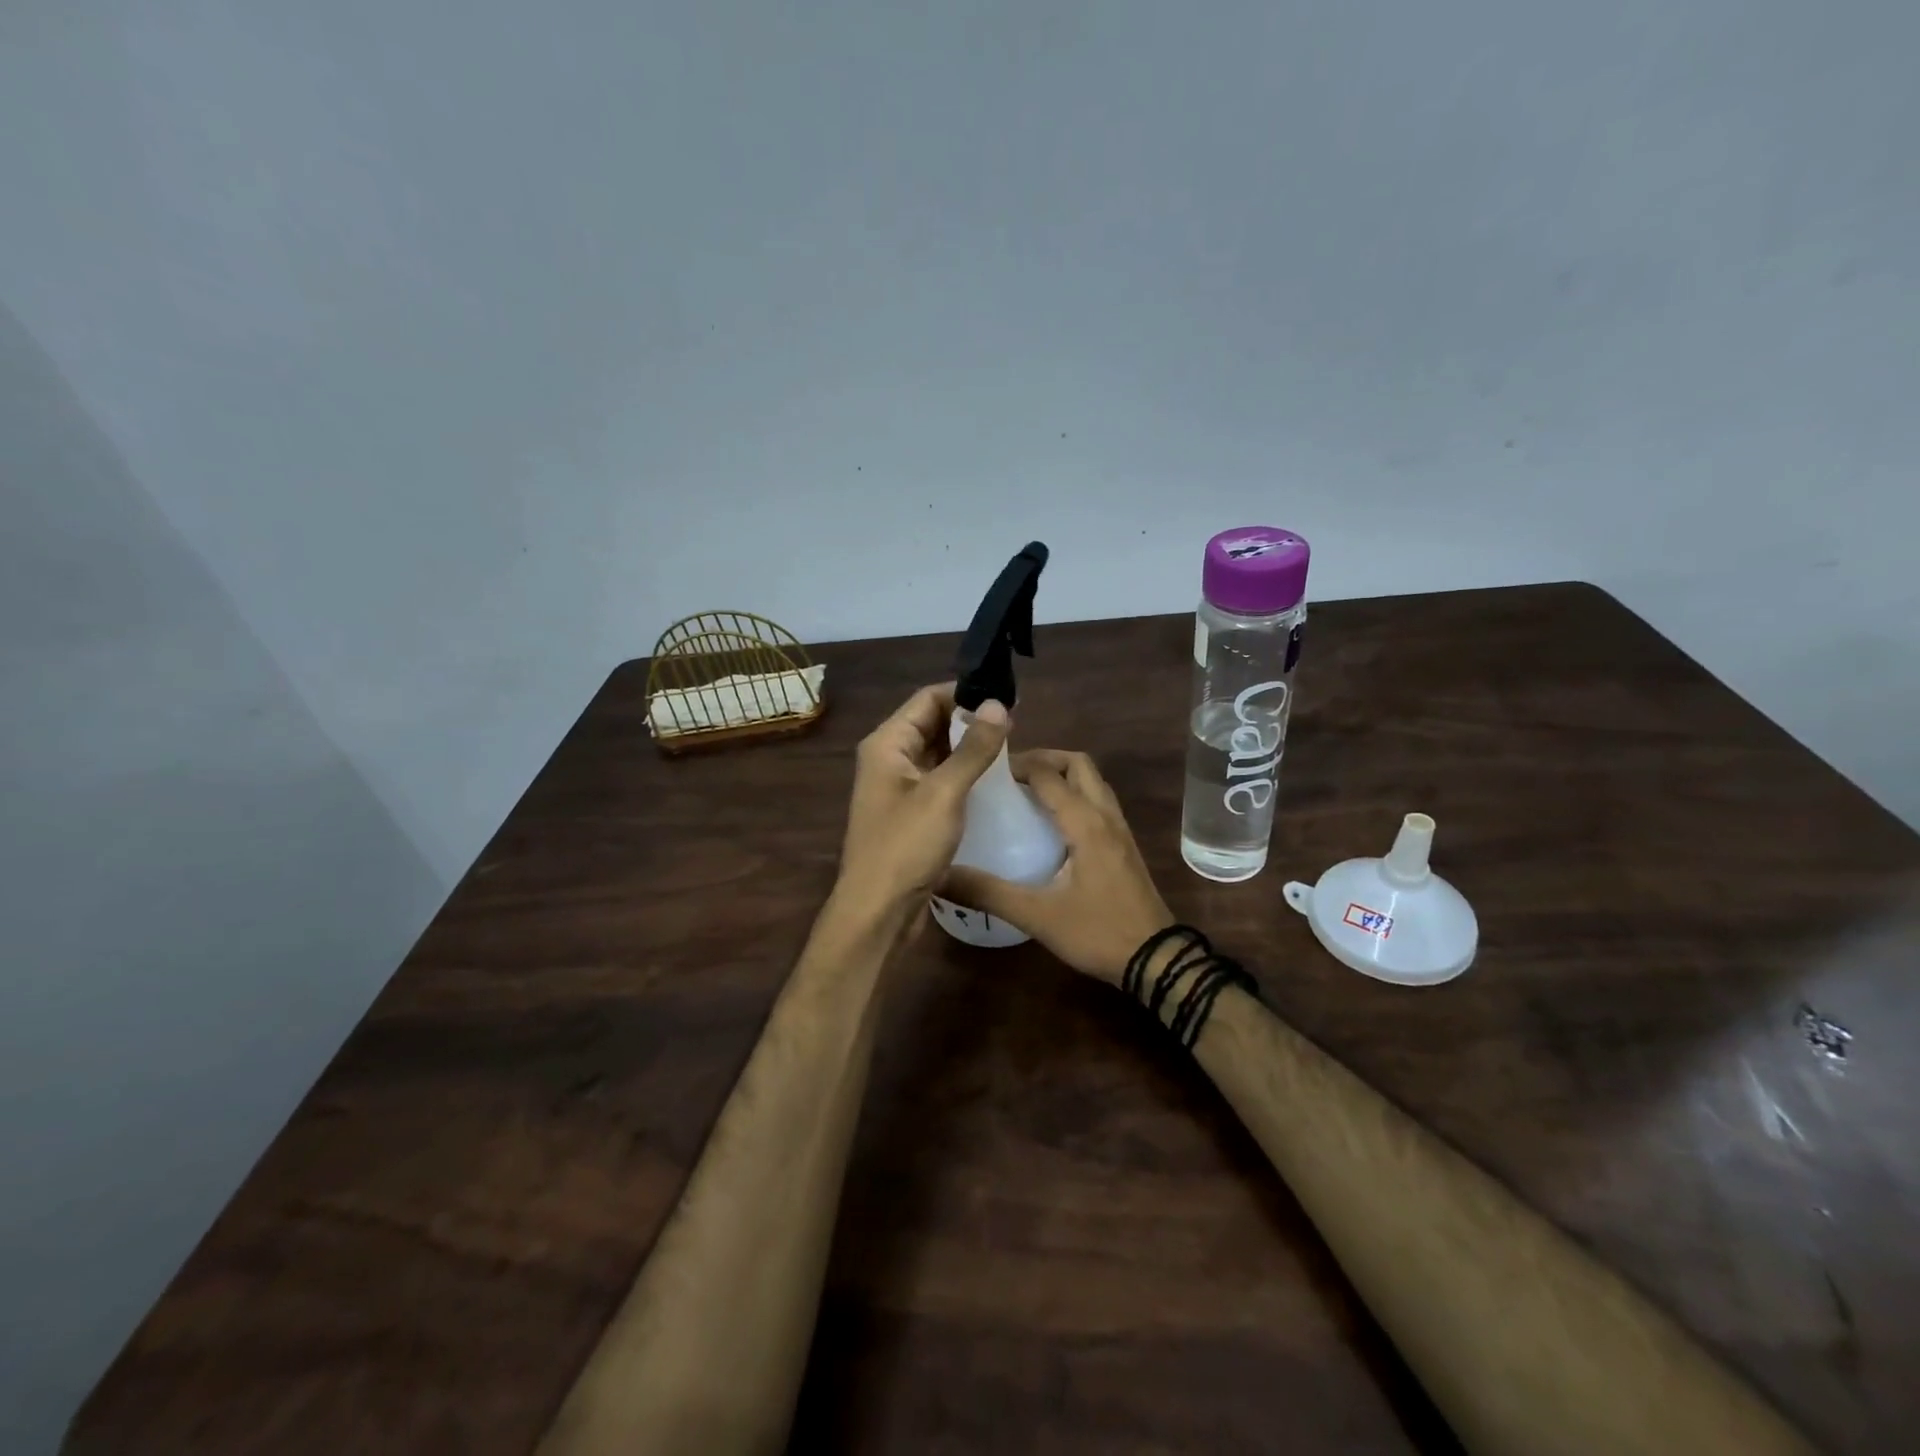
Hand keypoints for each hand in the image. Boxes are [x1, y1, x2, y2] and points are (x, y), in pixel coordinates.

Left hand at [836, 684, 1010, 918]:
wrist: (879, 911)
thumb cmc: (906, 846)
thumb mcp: (944, 793)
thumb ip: (973, 748)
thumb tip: (997, 704)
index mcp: (887, 744)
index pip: (928, 699)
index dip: (965, 693)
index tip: (1006, 698)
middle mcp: (889, 759)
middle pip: (932, 724)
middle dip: (970, 721)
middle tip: (1017, 724)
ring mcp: (899, 788)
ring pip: (938, 754)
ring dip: (969, 749)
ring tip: (1012, 748)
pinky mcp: (911, 813)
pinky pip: (939, 781)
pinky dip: (964, 775)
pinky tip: (994, 782)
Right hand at [941, 749, 1173, 984]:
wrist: (1156, 960)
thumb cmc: (1098, 932)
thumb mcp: (1037, 916)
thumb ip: (988, 893)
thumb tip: (940, 877)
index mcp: (1085, 823)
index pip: (1048, 774)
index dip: (1017, 764)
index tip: (985, 770)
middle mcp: (1105, 815)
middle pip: (1078, 764)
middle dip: (1044, 759)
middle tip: (1010, 775)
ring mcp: (1120, 829)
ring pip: (1093, 781)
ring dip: (1063, 774)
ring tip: (1027, 792)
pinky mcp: (1125, 845)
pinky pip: (1099, 802)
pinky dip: (1075, 794)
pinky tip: (1052, 823)